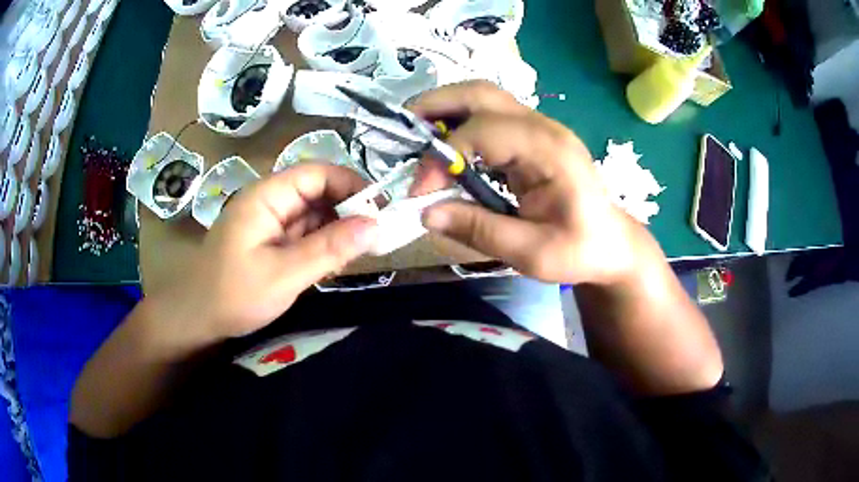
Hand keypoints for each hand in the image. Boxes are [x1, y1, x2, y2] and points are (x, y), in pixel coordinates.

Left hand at [151, 163, 377, 339]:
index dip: (350, 185)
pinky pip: (304, 233)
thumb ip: (329, 249)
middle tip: (377, 237)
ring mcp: (270, 222)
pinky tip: (335, 262)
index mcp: (267, 196)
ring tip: (360, 252)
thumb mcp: (284, 274)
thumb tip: (375, 224)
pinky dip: (323, 244)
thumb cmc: (233, 295)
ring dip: (338, 230)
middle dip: (348, 210)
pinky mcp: (271, 241)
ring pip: (314, 214)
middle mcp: (270, 201)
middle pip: (317, 191)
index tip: (380, 210)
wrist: (197, 319)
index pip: (317, 173)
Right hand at [411, 81, 645, 285]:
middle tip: (402, 131)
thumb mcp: (531, 253)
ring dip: (446, 108)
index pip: (483, 132)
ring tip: (416, 134)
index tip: (420, 192)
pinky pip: (491, 115)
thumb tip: (425, 214)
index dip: (443, 156)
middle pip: (482, 93)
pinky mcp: (534, 136)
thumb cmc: (579, 250)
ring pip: (484, 97)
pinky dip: (461, 122)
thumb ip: (479, 231)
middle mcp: (544, 127)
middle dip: (436, 105)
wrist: (611, 243)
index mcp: (550, 151)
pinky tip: (445, 144)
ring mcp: (540, 127)